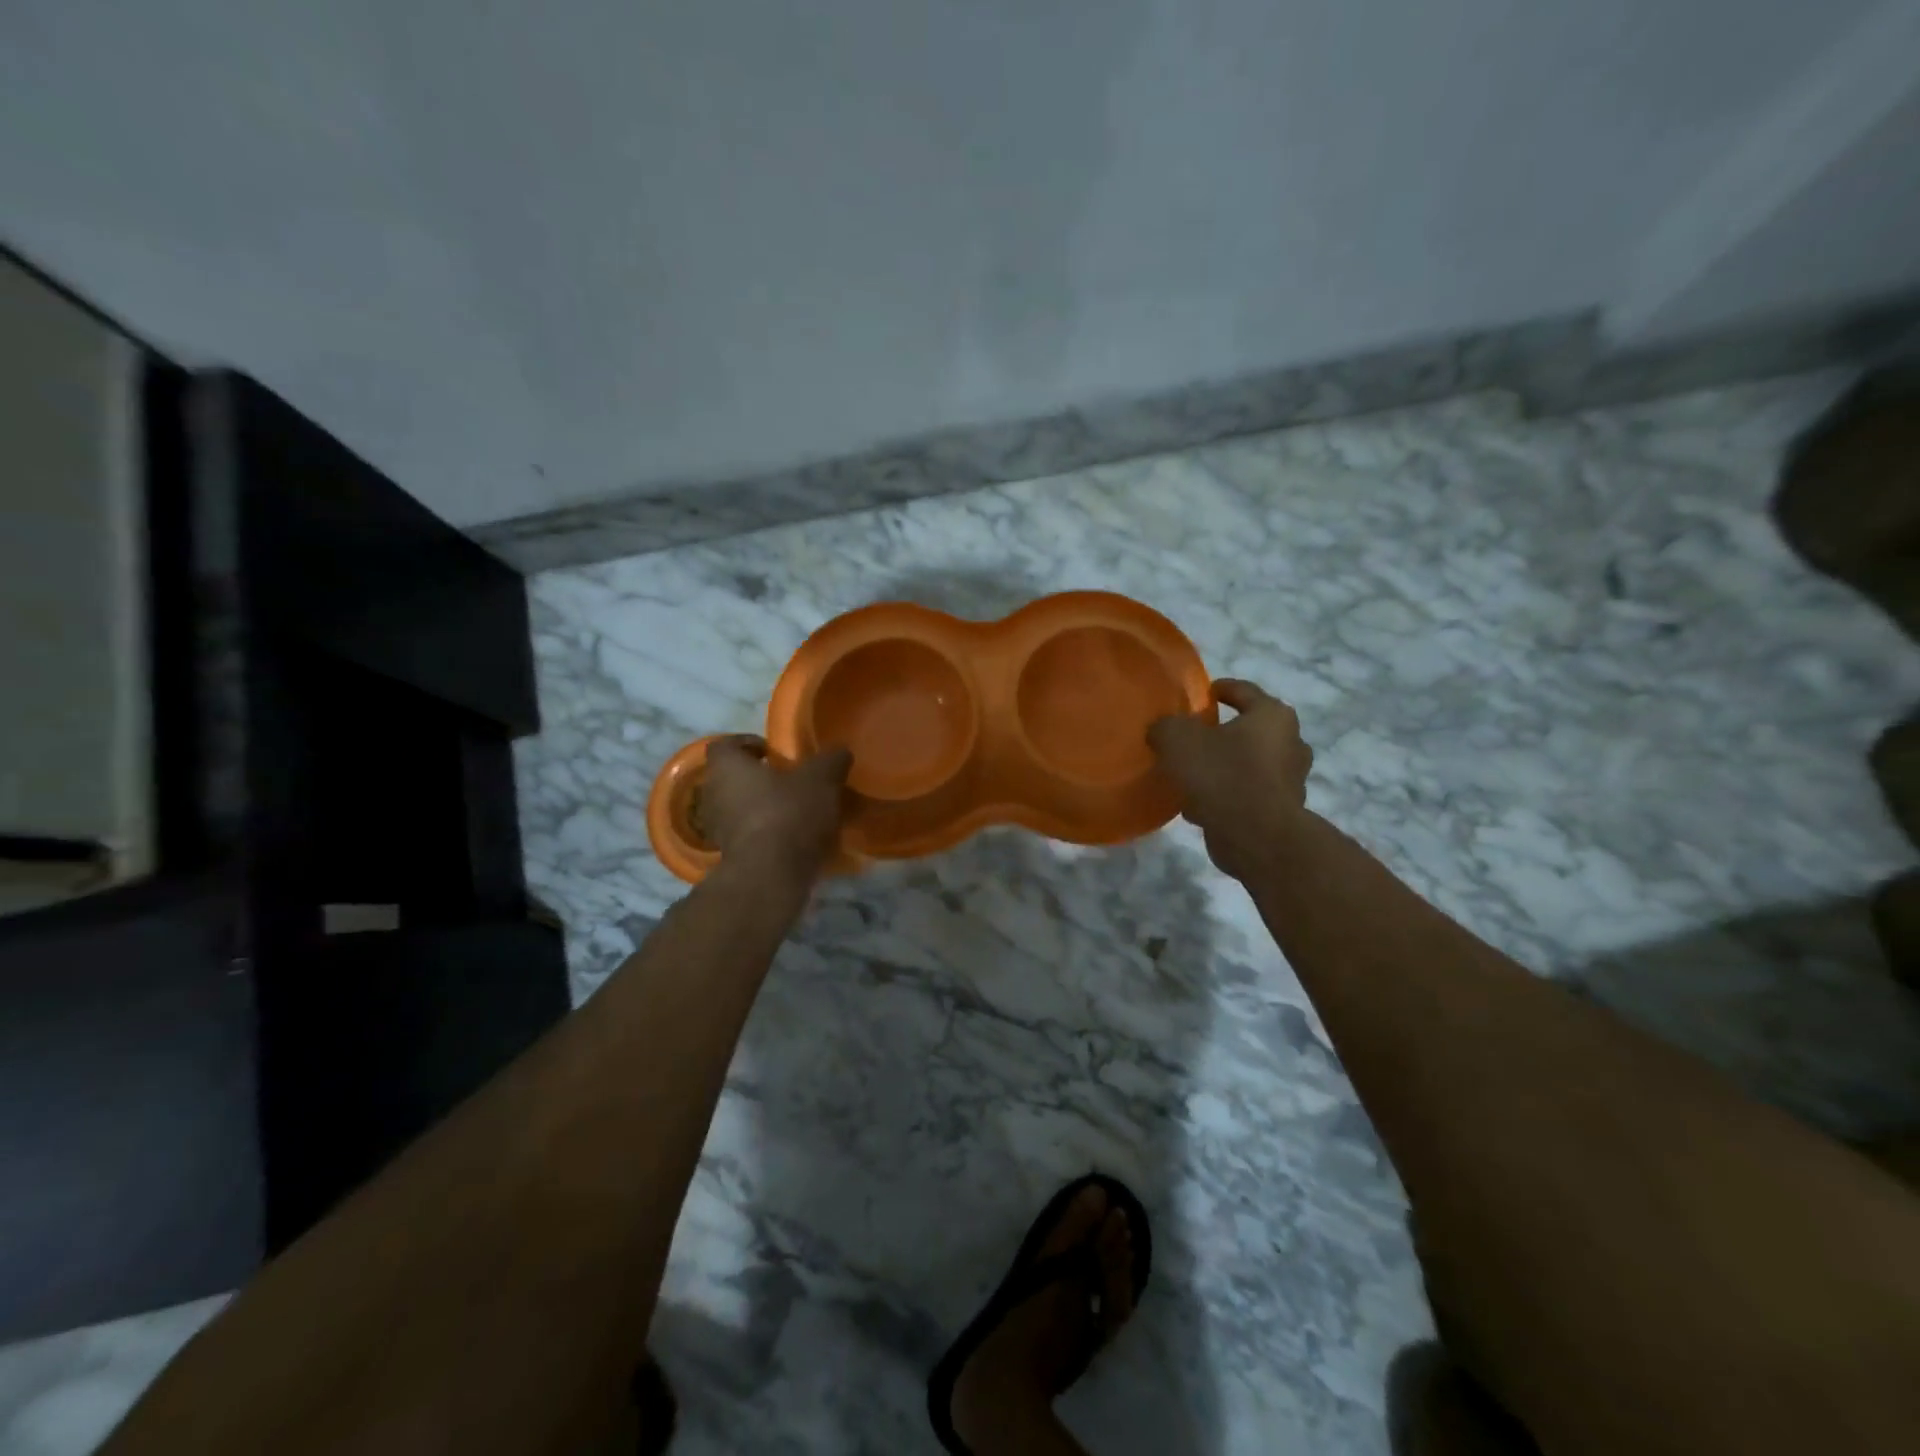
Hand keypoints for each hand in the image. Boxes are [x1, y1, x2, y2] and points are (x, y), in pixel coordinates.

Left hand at [698, 736, 850, 881]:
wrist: (772, 875)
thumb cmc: (789, 813)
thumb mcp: (821, 779)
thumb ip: (831, 760)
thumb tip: (840, 751)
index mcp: (727, 767)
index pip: (724, 745)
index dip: (747, 744)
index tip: (773, 752)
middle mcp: (713, 795)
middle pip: (731, 778)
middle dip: (757, 778)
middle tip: (789, 781)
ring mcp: (717, 830)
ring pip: (738, 809)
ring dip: (761, 807)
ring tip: (795, 811)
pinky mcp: (730, 857)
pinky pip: (747, 836)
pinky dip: (765, 834)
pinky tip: (793, 839)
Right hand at [1147, 679, 1313, 879]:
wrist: (1256, 837)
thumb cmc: (1222, 774)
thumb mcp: (1177, 739)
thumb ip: (1166, 727)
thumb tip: (1163, 730)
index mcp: (1272, 716)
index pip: (1244, 691)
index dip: (1220, 689)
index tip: (1202, 694)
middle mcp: (1290, 743)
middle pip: (1249, 730)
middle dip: (1222, 734)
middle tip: (1191, 739)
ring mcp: (1290, 780)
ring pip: (1248, 765)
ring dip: (1223, 768)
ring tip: (1189, 776)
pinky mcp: (1281, 812)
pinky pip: (1246, 795)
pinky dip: (1225, 796)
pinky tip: (1197, 807)